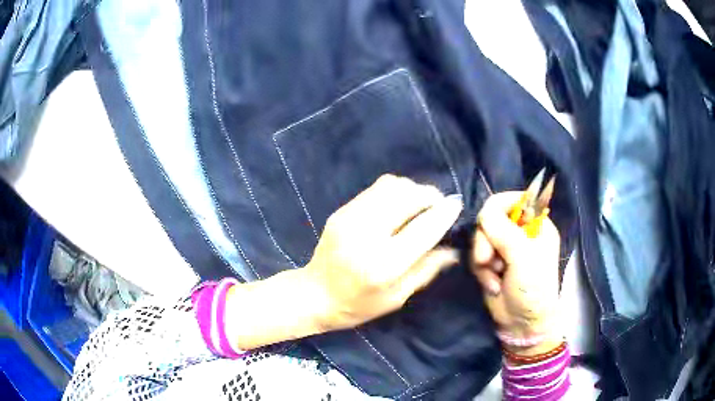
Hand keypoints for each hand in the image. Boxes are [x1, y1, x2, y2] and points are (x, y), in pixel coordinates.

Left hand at [306, 174, 462, 331]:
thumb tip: (454, 249)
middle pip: (407, 197)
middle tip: (439, 205)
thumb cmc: (359, 305)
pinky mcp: (341, 211)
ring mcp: (349, 218)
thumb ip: (427, 269)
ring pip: (391, 186)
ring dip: (413, 190)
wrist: (314, 294)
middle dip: (429, 196)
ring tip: (420, 204)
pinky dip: (395, 191)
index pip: (422, 229)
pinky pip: (376, 189)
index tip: (457, 204)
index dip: (443, 213)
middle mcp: (366, 235)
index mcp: (383, 265)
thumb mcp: (398, 297)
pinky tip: (399, 205)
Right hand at [471, 192, 561, 354]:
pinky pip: (477, 256)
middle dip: (486, 240)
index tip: (488, 221)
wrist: (523, 324)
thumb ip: (503, 231)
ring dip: (482, 260)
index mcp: (536, 225)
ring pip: (480, 238)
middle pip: (491, 218)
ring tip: (493, 277)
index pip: (515, 199)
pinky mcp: (492, 264)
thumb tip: (483, 212)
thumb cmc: (533, 289)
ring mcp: (505, 249)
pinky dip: (481, 271)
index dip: (499, 206)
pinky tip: (492, 285)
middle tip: (487, 260)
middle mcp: (520, 233)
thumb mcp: (522, 257)